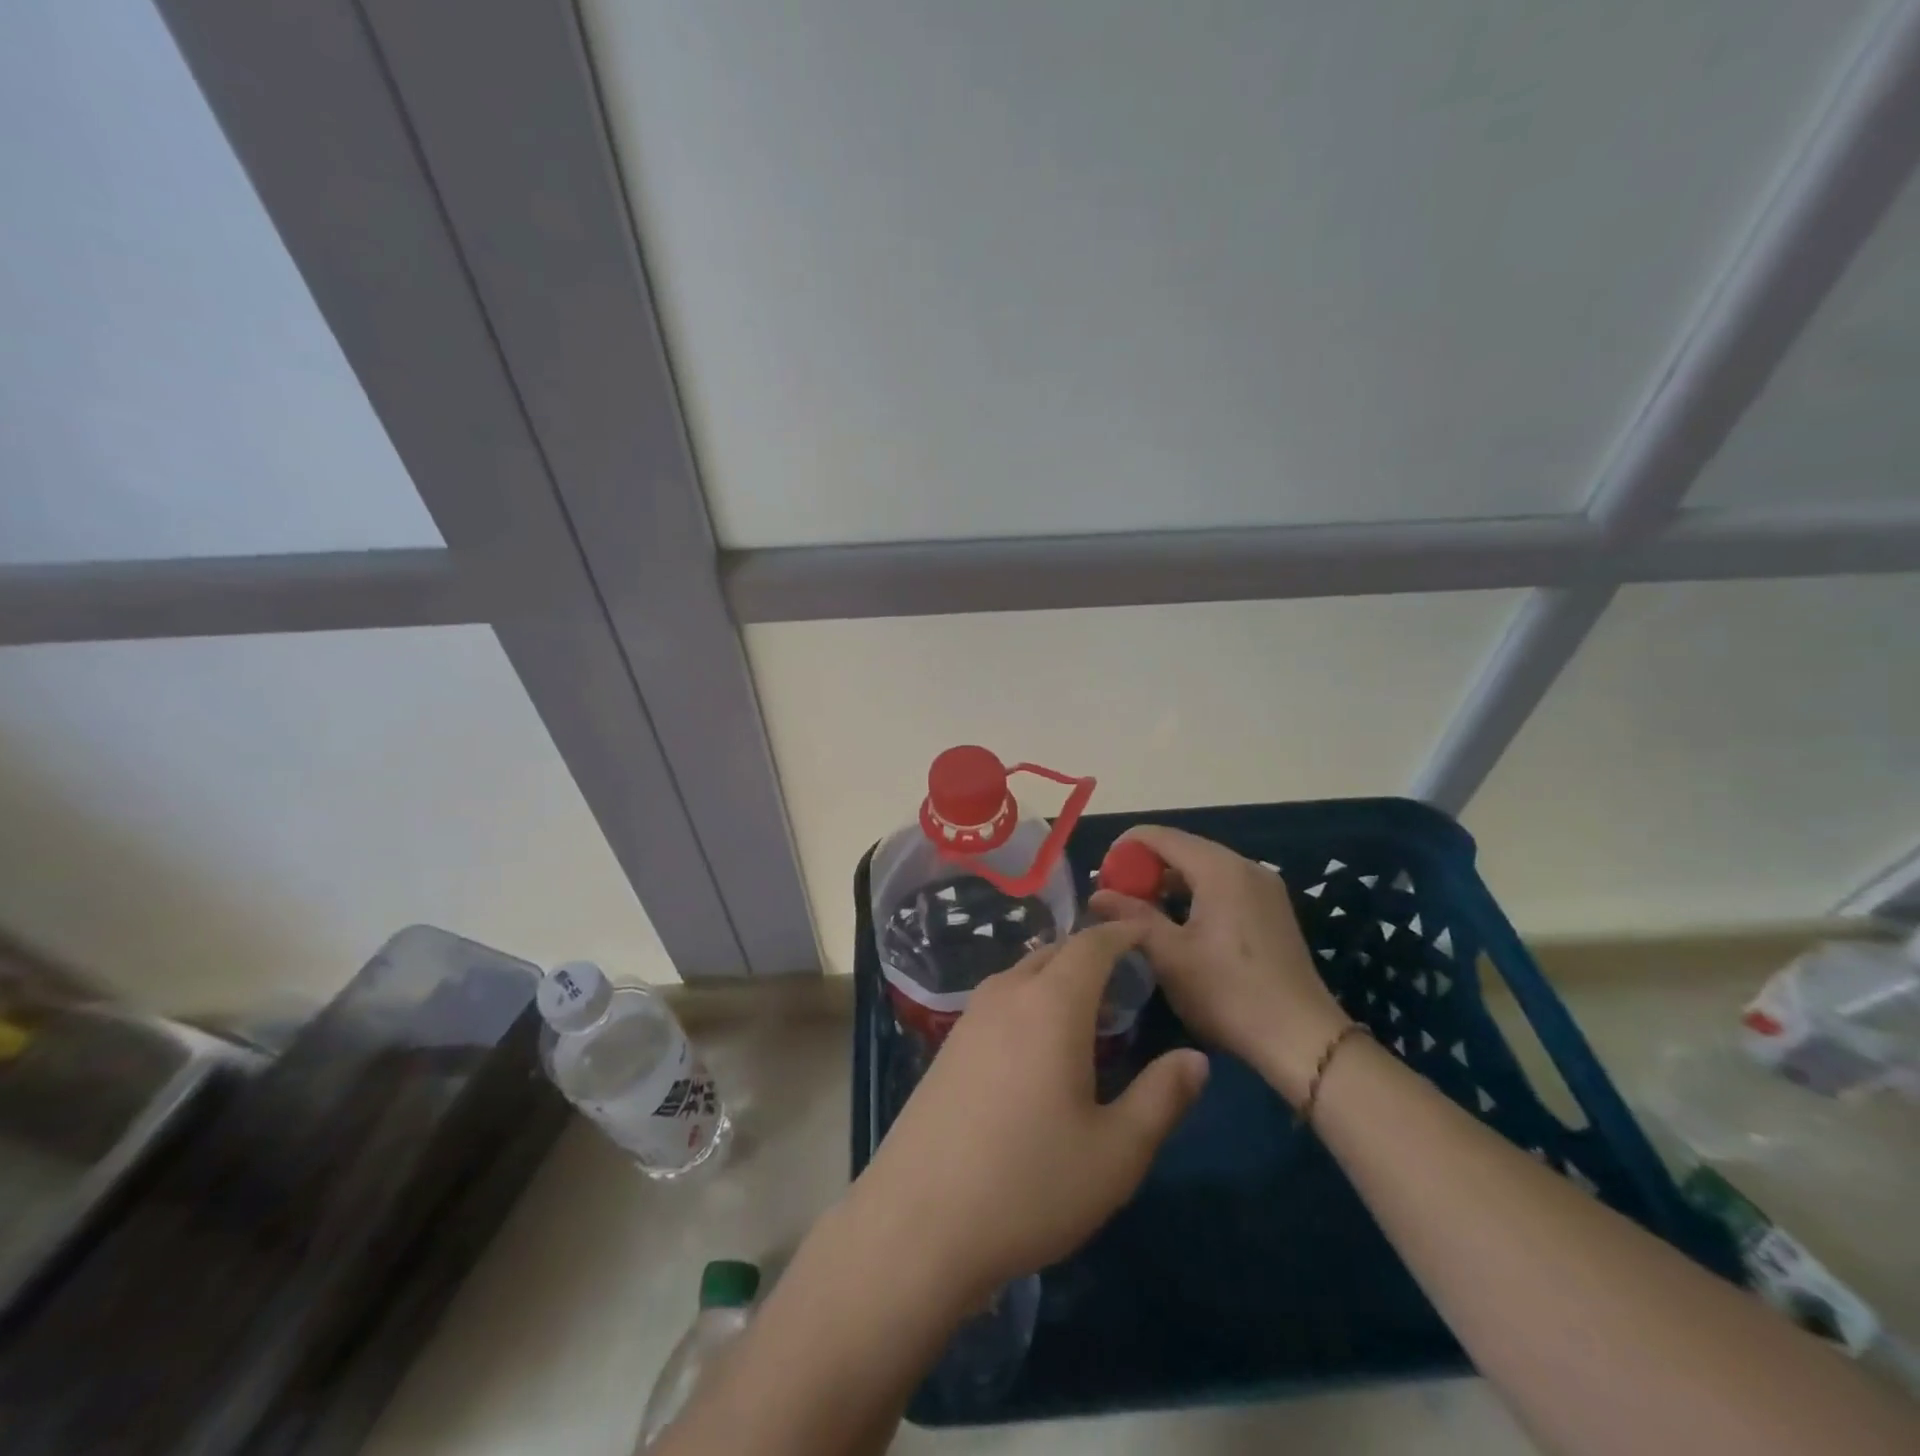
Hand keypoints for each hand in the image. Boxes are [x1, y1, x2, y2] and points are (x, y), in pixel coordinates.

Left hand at [847, 923, 1208, 1303]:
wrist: (917, 1224)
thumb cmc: (1029, 1185)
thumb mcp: (1116, 1153)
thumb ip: (1161, 1097)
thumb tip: (1196, 1058)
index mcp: (1051, 1005)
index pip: (1091, 945)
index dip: (1121, 934)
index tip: (1146, 935)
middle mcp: (1006, 996)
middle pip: (1053, 952)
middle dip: (1091, 953)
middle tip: (1126, 978)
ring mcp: (969, 1019)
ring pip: (1021, 975)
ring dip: (1056, 977)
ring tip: (1087, 1008)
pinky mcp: (947, 1047)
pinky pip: (999, 1001)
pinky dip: (1029, 999)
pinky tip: (1037, 1044)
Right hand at [1090, 825, 1347, 1102]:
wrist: (1302, 1039)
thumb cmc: (1228, 993)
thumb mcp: (1170, 956)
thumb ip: (1131, 916)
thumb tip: (1096, 894)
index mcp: (1219, 868)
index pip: (1160, 836)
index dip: (1124, 850)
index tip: (1100, 879)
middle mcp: (1245, 866)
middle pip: (1182, 848)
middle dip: (1144, 868)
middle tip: (1116, 898)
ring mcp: (1264, 887)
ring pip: (1203, 868)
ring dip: (1168, 883)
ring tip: (1141, 914)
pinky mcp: (1272, 910)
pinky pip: (1223, 886)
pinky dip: (1194, 895)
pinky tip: (1179, 925)